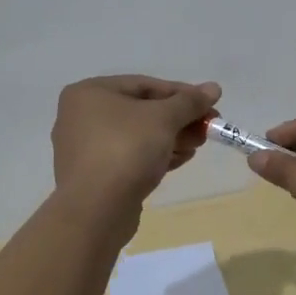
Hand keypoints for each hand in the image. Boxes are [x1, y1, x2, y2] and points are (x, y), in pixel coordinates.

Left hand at [51, 75, 220, 210]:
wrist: (96, 210)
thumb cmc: (126, 149)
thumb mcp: (163, 118)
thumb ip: (189, 102)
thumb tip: (214, 88)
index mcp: (90, 93)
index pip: (145, 85)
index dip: (182, 93)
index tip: (210, 103)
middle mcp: (82, 116)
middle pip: (142, 110)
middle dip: (178, 118)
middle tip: (208, 127)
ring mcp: (86, 148)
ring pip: (138, 136)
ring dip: (172, 137)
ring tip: (198, 144)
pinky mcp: (95, 176)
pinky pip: (131, 157)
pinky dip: (156, 155)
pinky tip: (182, 159)